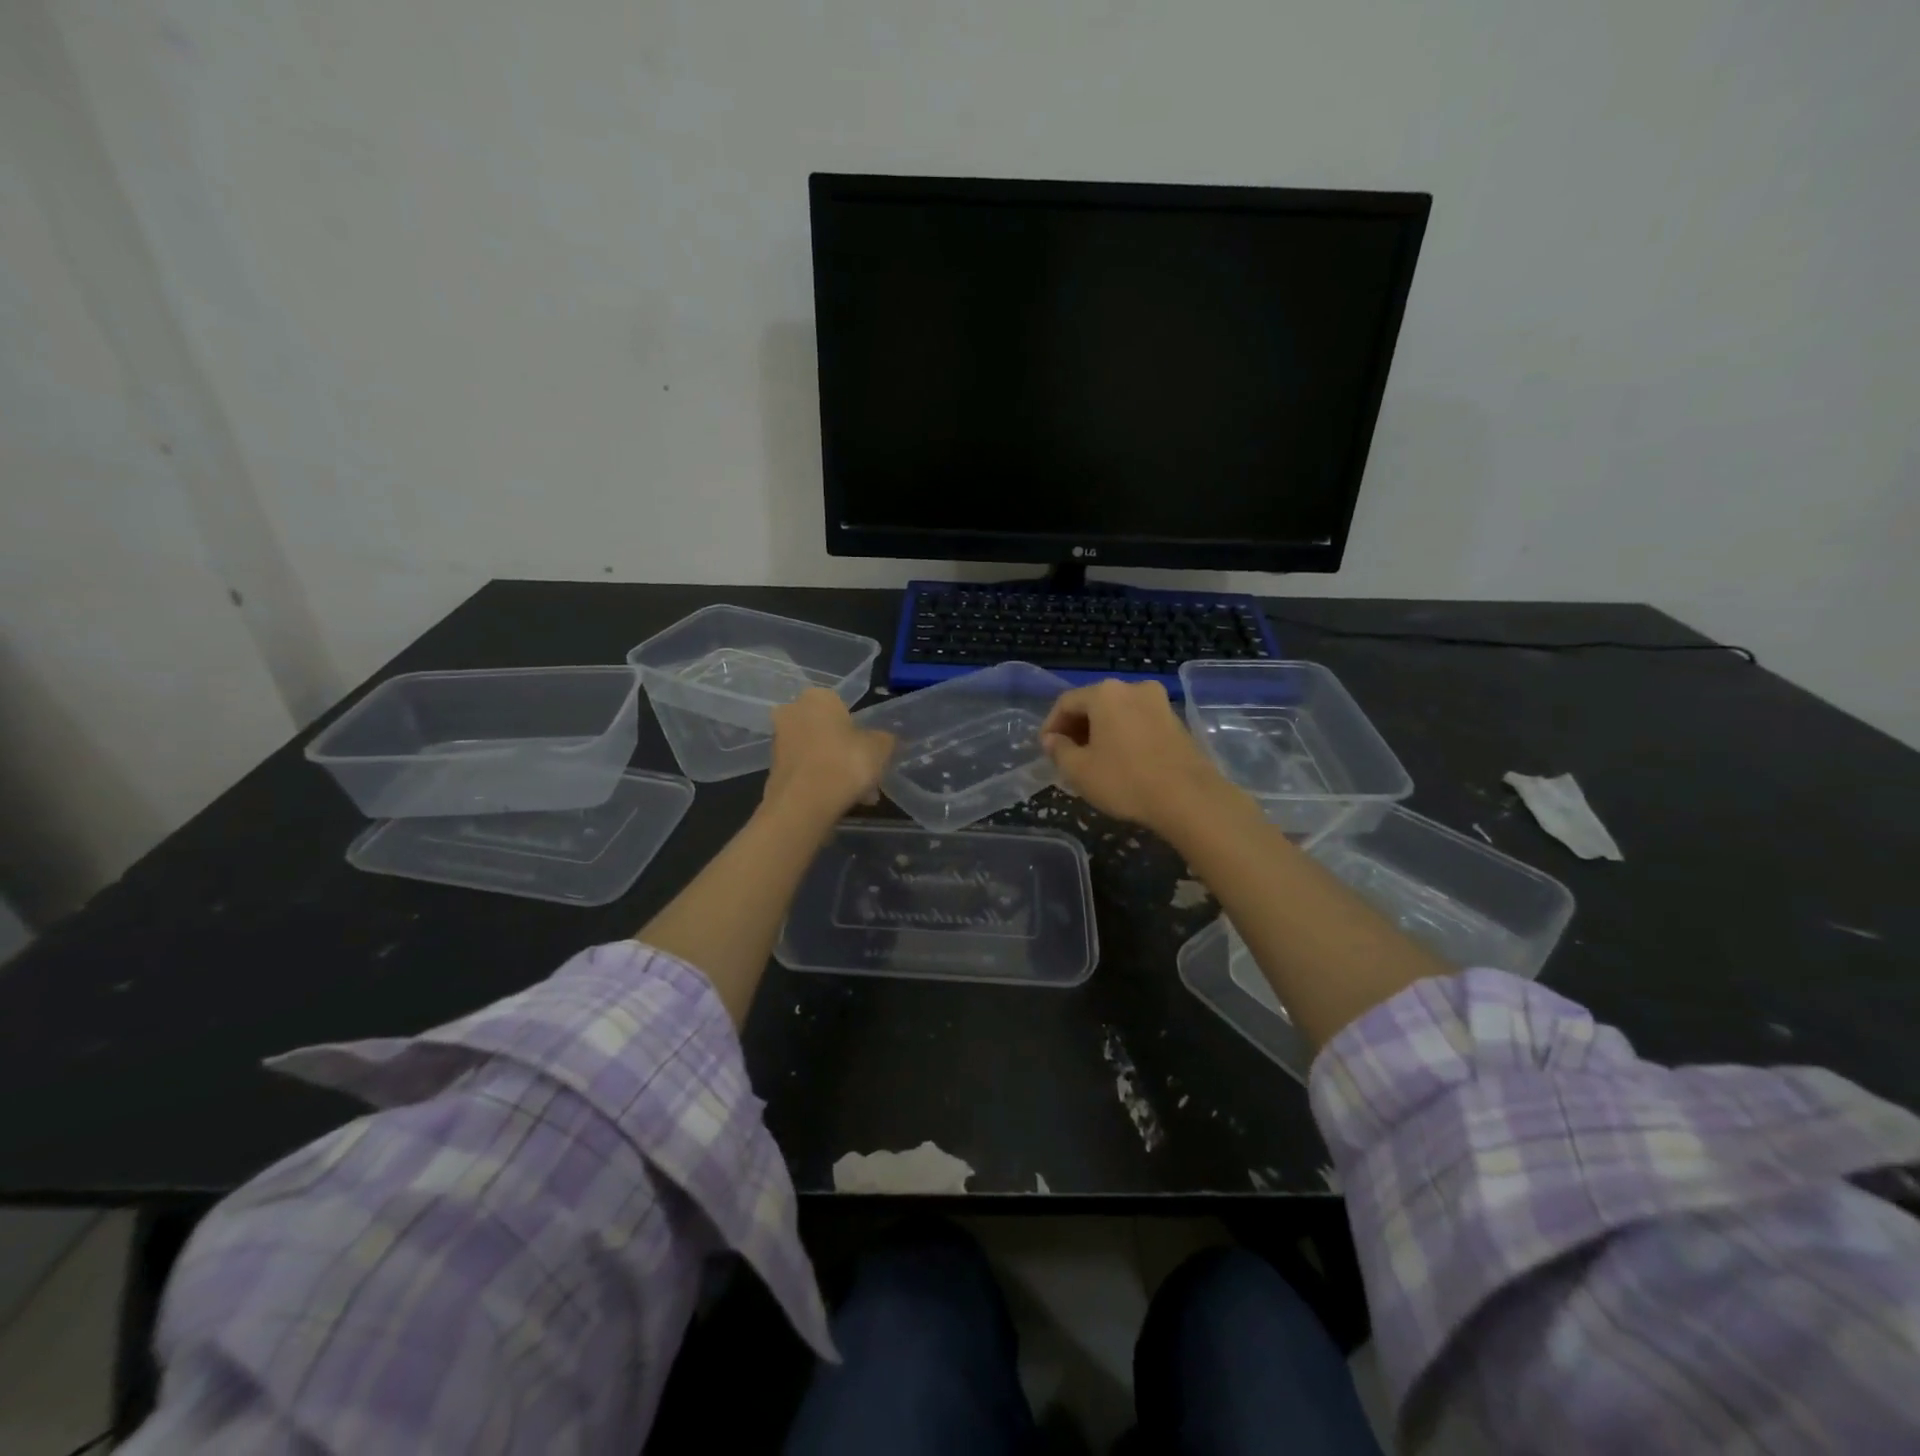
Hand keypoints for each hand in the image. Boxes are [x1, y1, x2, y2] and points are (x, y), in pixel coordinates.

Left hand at [763, 689, 894, 826]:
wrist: (802, 805)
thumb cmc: (845, 763)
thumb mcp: (880, 748)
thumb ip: (885, 740)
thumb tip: (883, 741)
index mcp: (818, 697)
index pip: (844, 706)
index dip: (862, 731)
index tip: (872, 753)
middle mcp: (793, 712)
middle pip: (830, 732)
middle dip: (848, 752)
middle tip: (867, 775)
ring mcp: (779, 741)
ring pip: (818, 753)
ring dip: (837, 770)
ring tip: (859, 796)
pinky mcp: (773, 770)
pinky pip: (807, 772)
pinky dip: (822, 783)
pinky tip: (840, 802)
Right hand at [1040, 679, 1223, 832]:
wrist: (1189, 798)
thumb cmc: (1125, 780)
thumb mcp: (1079, 770)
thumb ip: (1058, 750)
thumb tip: (1051, 740)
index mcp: (1105, 693)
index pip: (1066, 702)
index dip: (1050, 725)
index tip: (1045, 749)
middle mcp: (1132, 688)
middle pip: (1093, 703)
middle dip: (1076, 727)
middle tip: (1066, 755)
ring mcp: (1159, 702)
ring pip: (1117, 712)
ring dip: (1100, 732)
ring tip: (1092, 760)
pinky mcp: (1176, 721)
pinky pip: (1138, 721)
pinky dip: (1122, 735)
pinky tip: (1120, 760)